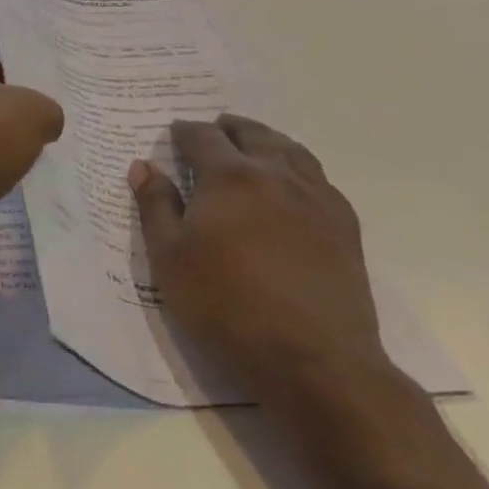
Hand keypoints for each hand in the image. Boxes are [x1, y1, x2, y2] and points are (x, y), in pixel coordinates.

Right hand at [130, 114, 390, 406]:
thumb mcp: (169, 257)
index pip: (202, 137)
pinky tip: (293, 183)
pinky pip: (320, 178)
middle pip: (252, 134)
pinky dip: (299, 167)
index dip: (184, 131)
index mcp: (229, 176)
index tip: (174, 134)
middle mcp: (275, 174)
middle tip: (214, 130)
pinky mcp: (345, 227)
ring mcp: (316, 199)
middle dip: (228, 128)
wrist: (316, 361)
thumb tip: (143, 165)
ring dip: (267, 140)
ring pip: (291, 150)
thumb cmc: (227, 305)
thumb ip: (155, 205)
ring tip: (253, 145)